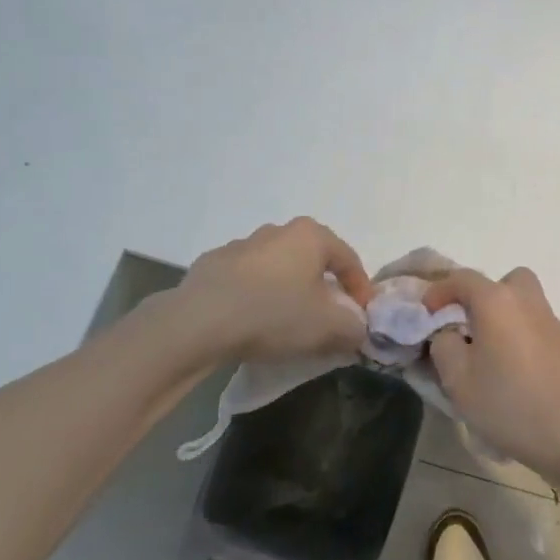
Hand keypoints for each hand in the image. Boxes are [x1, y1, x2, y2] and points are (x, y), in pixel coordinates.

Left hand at [130, 218, 372, 372]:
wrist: (197, 323)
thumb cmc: (274, 314)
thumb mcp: (328, 327)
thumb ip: (354, 326)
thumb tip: (357, 328)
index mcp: (310, 235)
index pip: (349, 259)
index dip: (361, 289)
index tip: (363, 316)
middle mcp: (277, 231)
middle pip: (312, 260)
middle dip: (323, 288)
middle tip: (327, 319)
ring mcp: (240, 246)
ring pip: (277, 270)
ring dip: (287, 292)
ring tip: (287, 324)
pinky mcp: (210, 266)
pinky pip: (245, 282)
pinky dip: (255, 298)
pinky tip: (251, 324)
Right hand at [423, 266, 559, 482]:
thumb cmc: (506, 402)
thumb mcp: (457, 378)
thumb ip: (444, 345)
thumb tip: (449, 333)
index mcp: (497, 301)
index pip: (462, 279)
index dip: (439, 291)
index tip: (426, 312)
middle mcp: (526, 300)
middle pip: (502, 282)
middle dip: (481, 296)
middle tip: (467, 325)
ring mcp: (550, 319)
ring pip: (521, 301)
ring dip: (502, 315)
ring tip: (488, 349)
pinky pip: (534, 323)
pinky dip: (519, 332)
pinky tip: (512, 367)